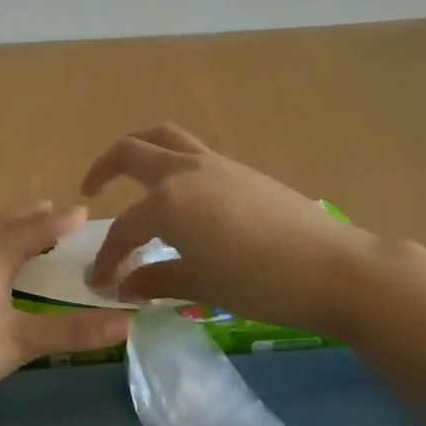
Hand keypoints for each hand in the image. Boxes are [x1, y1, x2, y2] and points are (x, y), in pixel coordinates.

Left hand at [0, 203, 131, 413]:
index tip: (83, 212)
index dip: (61, 222)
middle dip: (31, 216)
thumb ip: (73, 333)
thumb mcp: (22, 342)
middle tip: (51, 210)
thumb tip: (128, 324)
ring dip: (5, 225)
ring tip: (17, 227)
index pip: (36, 230)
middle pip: (5, 223)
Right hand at [80, 125, 370, 332]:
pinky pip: (192, 152)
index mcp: (167, 202)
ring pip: (165, 137)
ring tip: (129, 172)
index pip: (124, 229)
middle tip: (90, 190)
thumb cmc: (260, 283)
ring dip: (139, 149)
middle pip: (132, 152)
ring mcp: (215, 164)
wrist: (334, 267)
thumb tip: (122, 287)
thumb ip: (156, 279)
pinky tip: (179, 195)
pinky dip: (171, 161)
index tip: (98, 282)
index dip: (107, 257)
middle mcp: (184, 171)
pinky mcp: (239, 169)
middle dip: (103, 169)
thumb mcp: (201, 285)